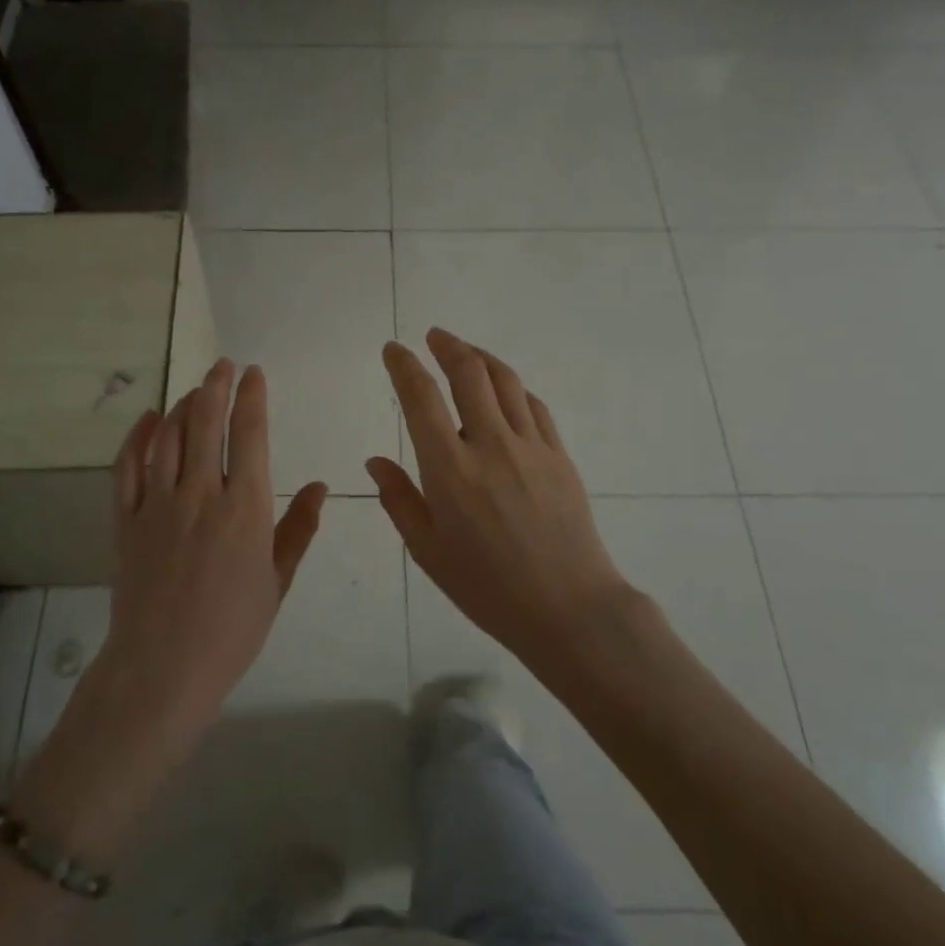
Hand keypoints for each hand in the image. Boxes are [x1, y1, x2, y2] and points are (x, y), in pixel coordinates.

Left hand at [103, 359, 327, 739]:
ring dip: (183, 405)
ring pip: (169, 437)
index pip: (250, 435)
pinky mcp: (126, 520)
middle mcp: (200, 494)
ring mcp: (158, 504)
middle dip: (216, 387)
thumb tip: (322, 487)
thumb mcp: (277, 581)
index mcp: (244, 508)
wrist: (163, 668)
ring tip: (195, 389)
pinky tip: (150, 419)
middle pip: (206, 423)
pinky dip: (139, 437)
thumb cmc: (232, 629)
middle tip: (223, 366)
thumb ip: (298, 529)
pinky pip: (128, 467)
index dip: (252, 398)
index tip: (255, 374)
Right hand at [368, 329, 630, 672]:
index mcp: (450, 469)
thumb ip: (399, 499)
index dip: (404, 366)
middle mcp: (490, 444)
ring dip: (481, 357)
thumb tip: (375, 461)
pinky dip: (514, 388)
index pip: (421, 398)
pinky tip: (505, 391)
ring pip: (506, 381)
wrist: (568, 608)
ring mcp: (531, 446)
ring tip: (466, 352)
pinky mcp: (559, 455)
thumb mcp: (428, 551)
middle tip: (433, 337)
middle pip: (469, 373)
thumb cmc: (487, 587)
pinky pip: (534, 406)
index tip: (393, 350)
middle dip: (447, 346)